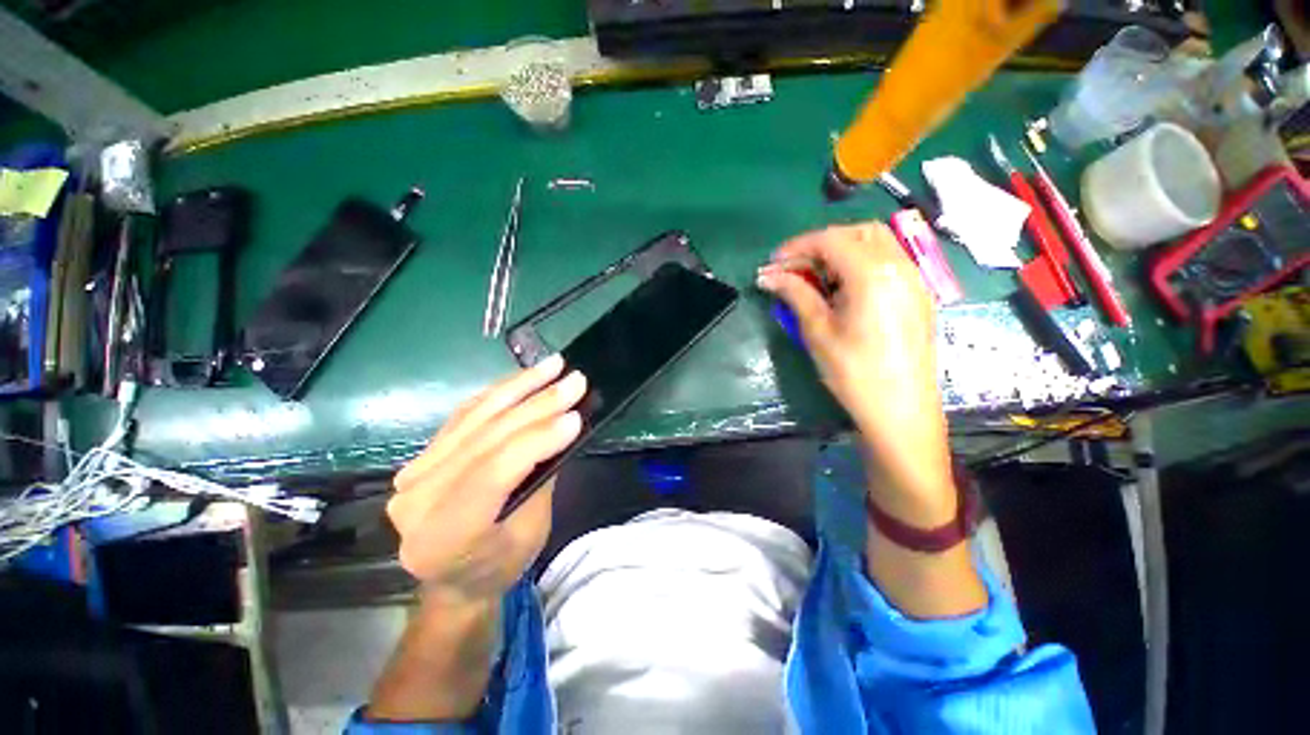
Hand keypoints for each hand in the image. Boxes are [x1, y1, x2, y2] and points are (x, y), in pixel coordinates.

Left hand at [387, 355, 586, 606]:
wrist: (454, 579)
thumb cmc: (500, 564)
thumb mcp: (531, 532)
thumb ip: (540, 477)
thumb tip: (562, 425)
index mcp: (443, 536)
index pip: (493, 473)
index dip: (536, 440)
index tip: (576, 416)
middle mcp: (417, 500)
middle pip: (485, 438)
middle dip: (538, 404)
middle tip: (575, 380)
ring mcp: (413, 473)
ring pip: (475, 416)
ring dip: (520, 386)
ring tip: (555, 365)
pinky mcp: (422, 455)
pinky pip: (465, 415)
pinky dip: (500, 392)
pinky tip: (525, 377)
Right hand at [757, 222, 953, 522]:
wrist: (901, 410)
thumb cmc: (854, 372)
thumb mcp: (818, 331)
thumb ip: (795, 294)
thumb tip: (768, 275)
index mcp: (873, 274)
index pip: (831, 239)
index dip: (797, 247)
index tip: (773, 263)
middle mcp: (900, 266)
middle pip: (857, 233)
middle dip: (821, 244)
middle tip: (794, 269)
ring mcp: (914, 279)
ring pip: (875, 244)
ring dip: (841, 251)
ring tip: (816, 279)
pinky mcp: (917, 295)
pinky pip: (887, 262)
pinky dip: (859, 264)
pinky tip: (842, 290)